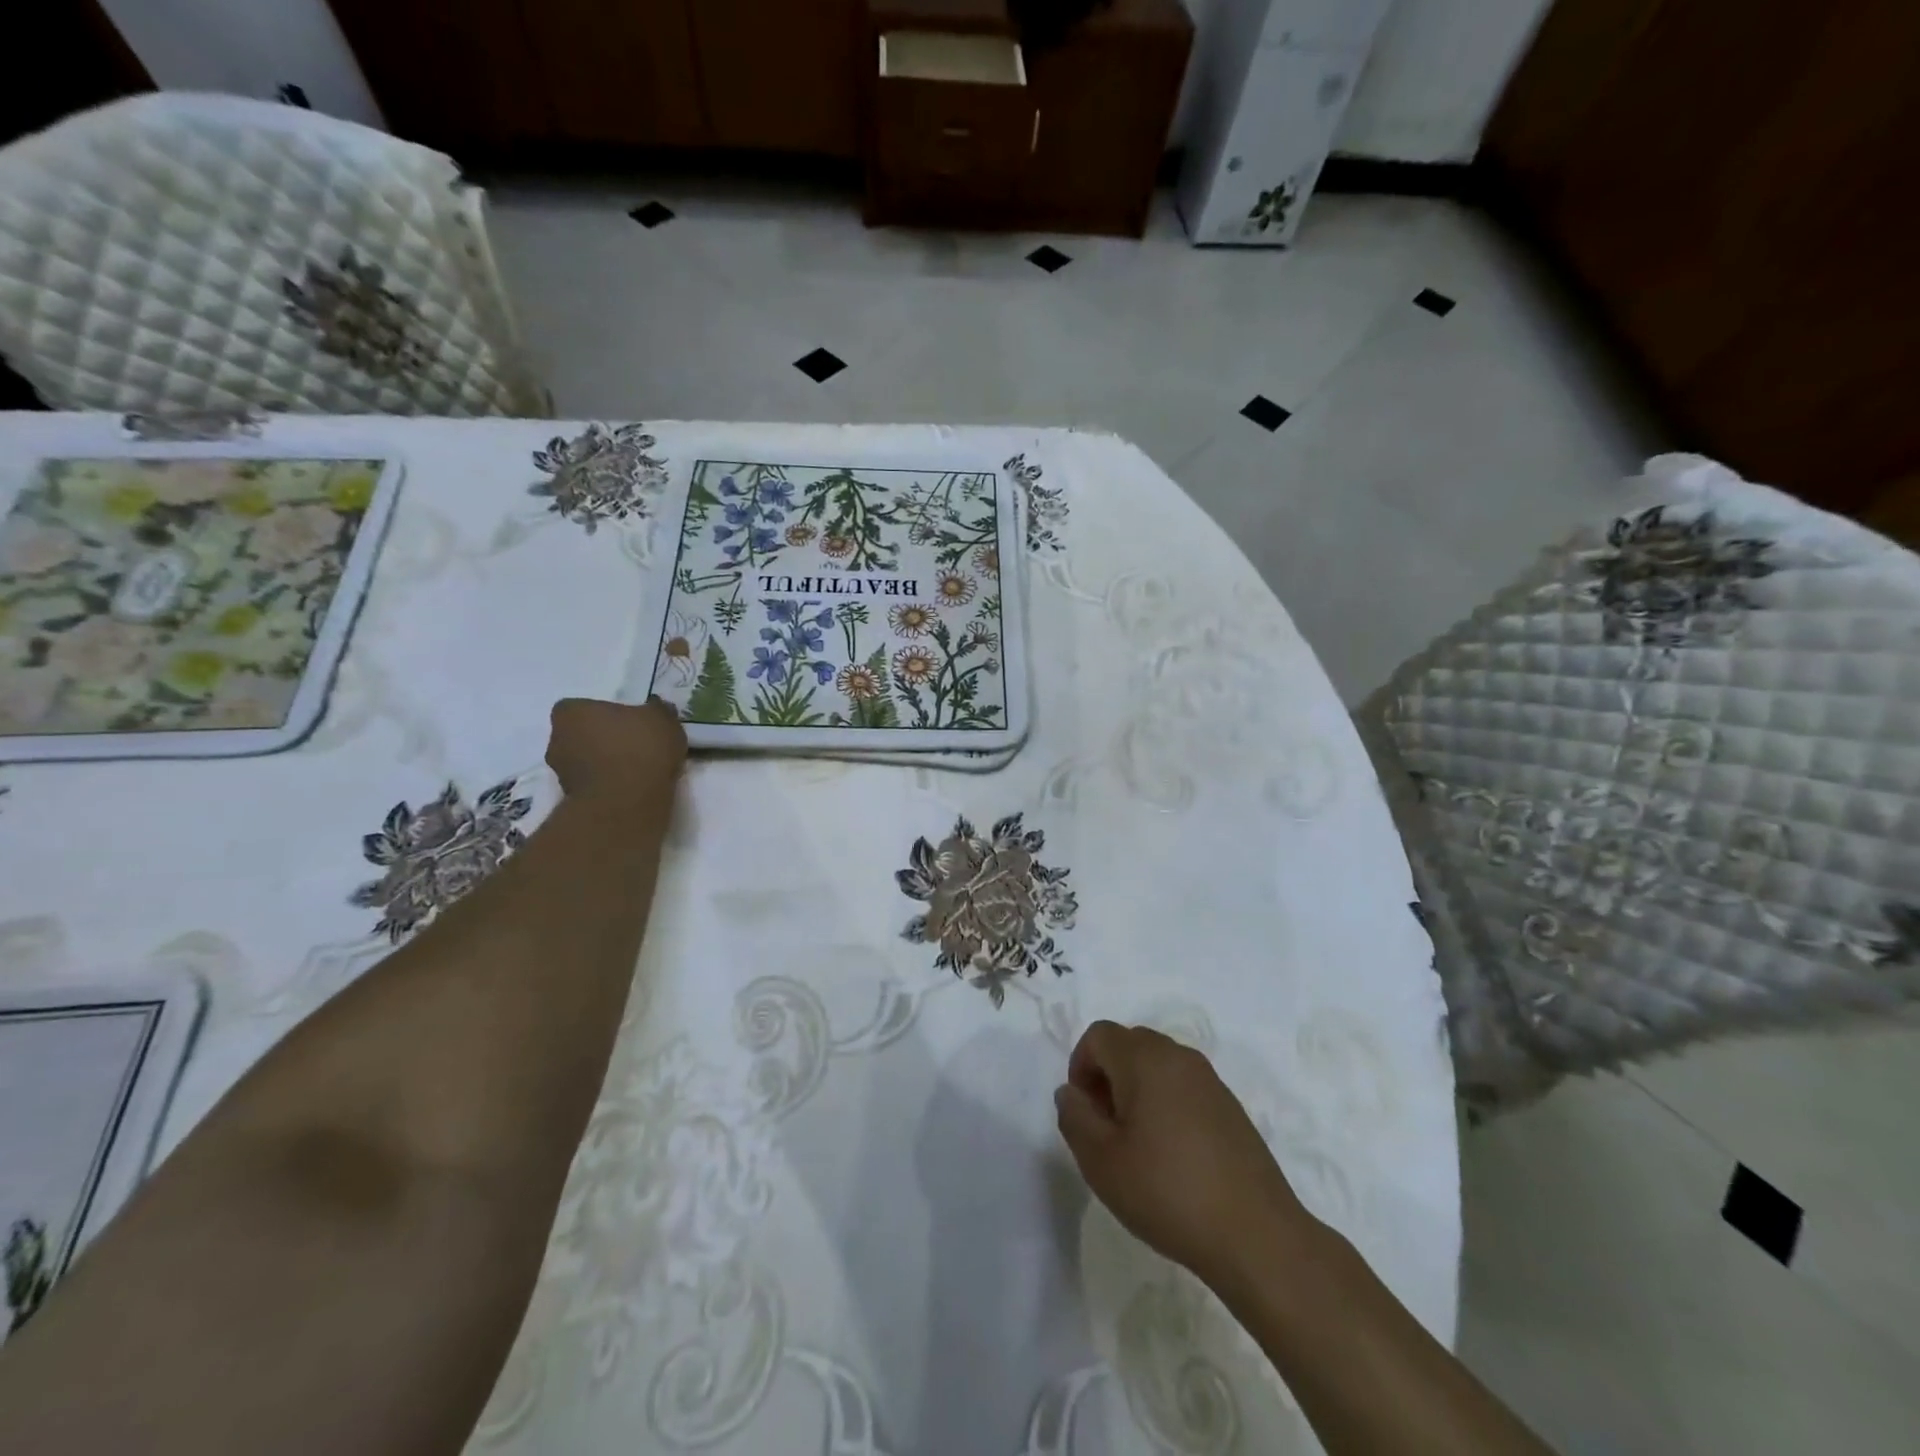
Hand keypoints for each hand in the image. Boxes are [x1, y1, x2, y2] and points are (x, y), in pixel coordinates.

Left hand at [545, 697, 686, 803]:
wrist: (627, 801)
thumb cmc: (640, 747)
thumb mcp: (662, 718)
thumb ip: (656, 710)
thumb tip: (655, 707)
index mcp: (570, 712)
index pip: (584, 707)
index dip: (607, 715)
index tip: (630, 723)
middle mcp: (556, 739)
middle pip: (581, 735)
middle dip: (603, 740)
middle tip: (634, 746)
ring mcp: (560, 772)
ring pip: (585, 762)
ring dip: (606, 764)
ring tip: (638, 771)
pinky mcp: (571, 800)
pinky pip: (594, 785)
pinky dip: (609, 785)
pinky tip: (634, 788)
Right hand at [1056, 1022, 1312, 1290]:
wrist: (1256, 1235)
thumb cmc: (1168, 1192)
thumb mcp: (1100, 1161)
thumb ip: (1074, 1117)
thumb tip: (1071, 1092)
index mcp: (1145, 1059)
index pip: (1098, 1035)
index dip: (1080, 1067)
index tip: (1084, 1113)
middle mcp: (1178, 1056)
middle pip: (1129, 1044)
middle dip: (1107, 1076)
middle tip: (1106, 1128)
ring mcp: (1209, 1079)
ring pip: (1157, 1064)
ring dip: (1137, 1089)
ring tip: (1137, 1144)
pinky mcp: (1230, 1106)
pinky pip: (1184, 1085)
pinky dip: (1166, 1103)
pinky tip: (1172, 1155)